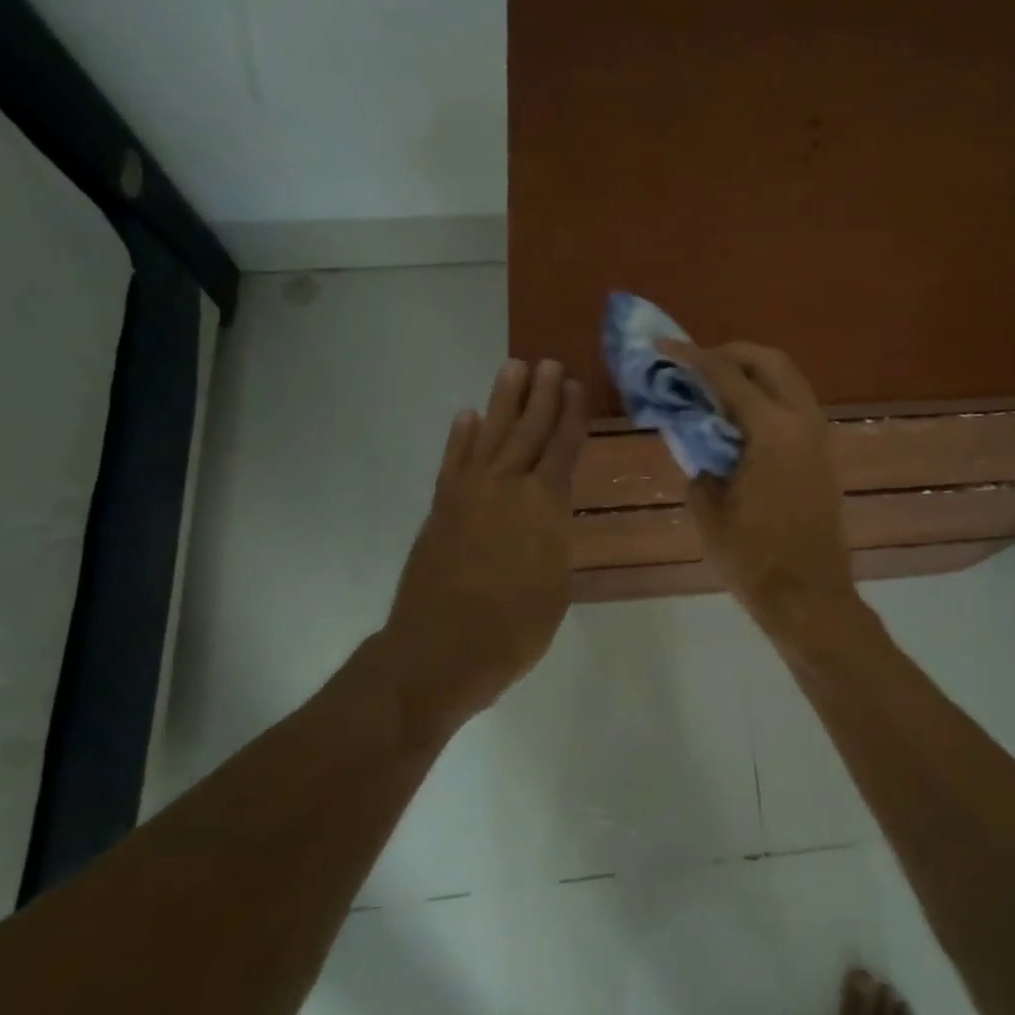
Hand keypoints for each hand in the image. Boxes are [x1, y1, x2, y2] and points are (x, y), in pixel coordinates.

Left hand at [375, 358, 586, 727]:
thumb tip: (548, 517)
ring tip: (513, 368)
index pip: (563, 447)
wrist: (439, 651)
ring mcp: (469, 493)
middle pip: (528, 429)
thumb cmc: (514, 628)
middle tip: (549, 363)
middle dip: (541, 394)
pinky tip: (468, 417)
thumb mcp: (556, 585)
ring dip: (503, 400)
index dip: (572, 415)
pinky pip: (454, 460)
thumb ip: (554, 539)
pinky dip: (461, 436)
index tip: (576, 385)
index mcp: (544, 504)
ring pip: (490, 433)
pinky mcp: (441, 507)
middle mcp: (508, 486)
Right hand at [661, 340, 857, 635]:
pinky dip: (767, 393)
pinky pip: (795, 402)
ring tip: (714, 387)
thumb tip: (696, 434)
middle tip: (694, 365)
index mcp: (771, 430)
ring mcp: (819, 433)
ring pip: (788, 378)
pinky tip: (740, 416)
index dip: (690, 357)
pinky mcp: (823, 451)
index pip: (726, 375)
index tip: (662, 346)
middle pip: (768, 360)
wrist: (809, 596)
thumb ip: (698, 458)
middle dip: (729, 353)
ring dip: (752, 371)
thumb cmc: (753, 558)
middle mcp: (802, 419)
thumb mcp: (707, 507)